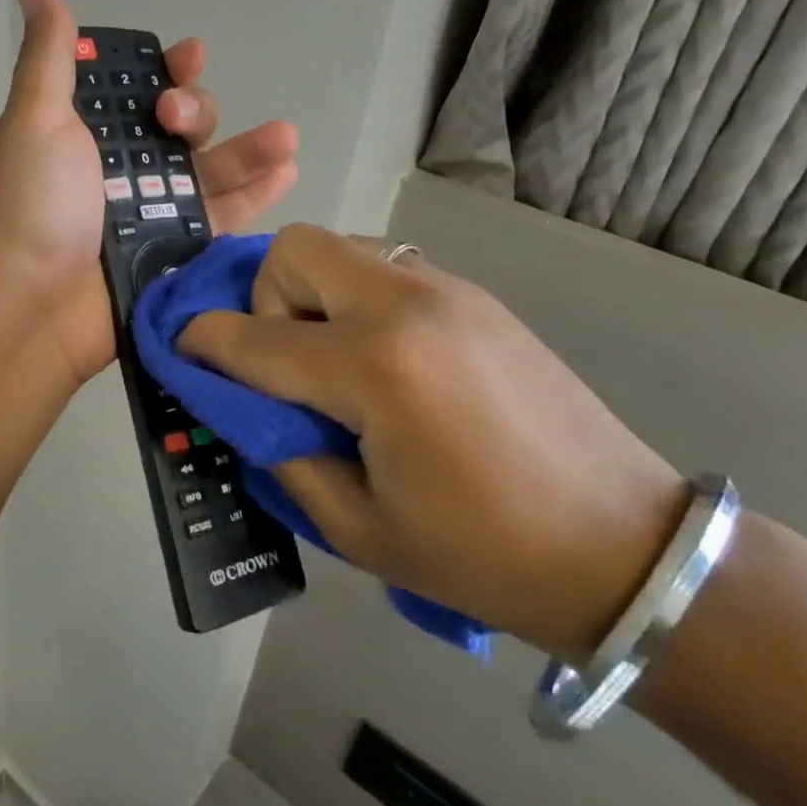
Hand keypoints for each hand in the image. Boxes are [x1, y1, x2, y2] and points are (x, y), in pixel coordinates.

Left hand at [0, 0, 299, 384]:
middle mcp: (121, 168)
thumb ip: (48, 56)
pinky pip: (223, 218)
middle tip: (180, 119)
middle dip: (196, 110)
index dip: (166, 69)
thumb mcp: (35, 119)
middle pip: (180, 128)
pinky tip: (288, 172)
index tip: (189, 56)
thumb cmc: (33, 204)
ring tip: (286, 136)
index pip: (137, 89)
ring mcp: (152, 211)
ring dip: (249, 149)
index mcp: (86, 133)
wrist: (33, 305)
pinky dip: (256, 196)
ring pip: (210, 171)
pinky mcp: (177, 251)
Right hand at [177, 225, 687, 661]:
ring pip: (341, 248)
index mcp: (376, 370)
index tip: (180, 348)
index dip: (203, 342)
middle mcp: (407, 306)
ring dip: (313, 294)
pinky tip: (385, 361)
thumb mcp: (359, 528)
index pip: (255, 339)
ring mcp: (447, 291)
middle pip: (295, 249)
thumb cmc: (485, 556)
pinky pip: (385, 269)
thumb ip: (283, 453)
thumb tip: (245, 406)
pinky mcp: (475, 296)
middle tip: (287, 361)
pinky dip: (357, 299)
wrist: (626, 548)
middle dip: (266, 298)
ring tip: (335, 361)